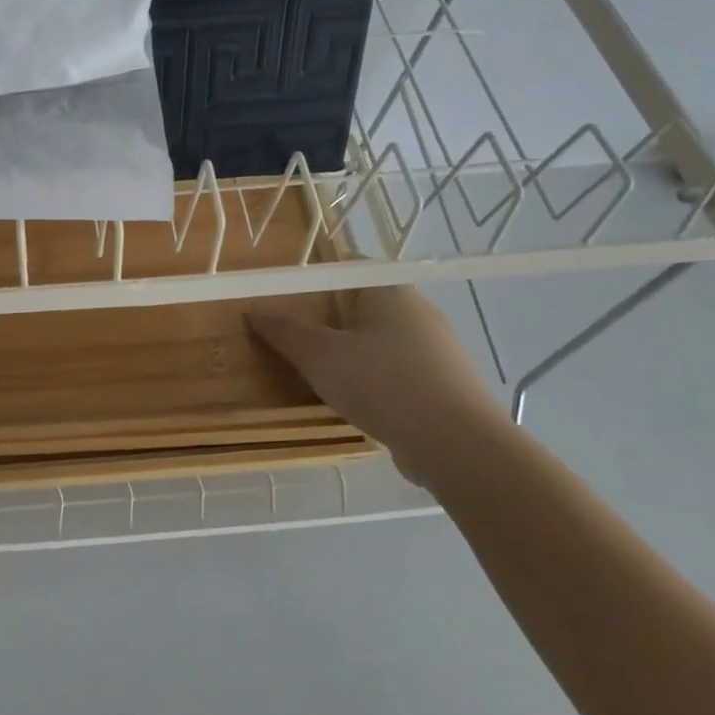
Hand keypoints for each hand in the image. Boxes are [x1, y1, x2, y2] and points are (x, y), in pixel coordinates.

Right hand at [248, 287, 509, 477]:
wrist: (458, 447)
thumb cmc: (383, 384)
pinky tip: (352, 401)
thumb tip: (255, 309)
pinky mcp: (442, 385)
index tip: (283, 298)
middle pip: (360, 305)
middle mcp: (417, 312)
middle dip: (325, 319)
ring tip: (314, 372)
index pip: (347, 268)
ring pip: (377, 341)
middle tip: (290, 336)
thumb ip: (285, 331)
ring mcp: (435, 350)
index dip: (312, 279)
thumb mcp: (320, 356)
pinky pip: (394, 371)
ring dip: (347, 353)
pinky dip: (370, 379)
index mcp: (389, 292)